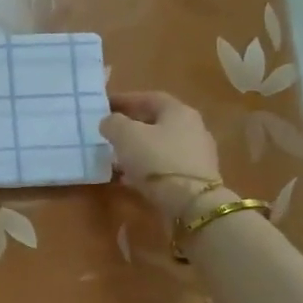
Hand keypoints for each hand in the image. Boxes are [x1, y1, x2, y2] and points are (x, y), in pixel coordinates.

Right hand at [98, 91, 224, 220]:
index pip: (149, 98)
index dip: (125, 100)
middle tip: (110, 132)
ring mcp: (197, 154)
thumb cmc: (157, 160)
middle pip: (157, 121)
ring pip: (161, 145)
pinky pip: (166, 166)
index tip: (105, 106)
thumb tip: (110, 122)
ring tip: (116, 157)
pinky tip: (130, 178)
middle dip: (132, 125)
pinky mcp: (196, 178)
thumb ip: (113, 123)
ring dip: (138, 149)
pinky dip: (147, 168)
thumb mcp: (126, 136)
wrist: (192, 204)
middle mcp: (193, 128)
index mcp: (179, 111)